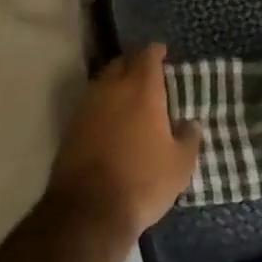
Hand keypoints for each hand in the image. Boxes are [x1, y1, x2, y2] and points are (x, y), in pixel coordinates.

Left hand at [46, 44, 200, 236]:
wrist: (89, 209)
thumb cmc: (143, 181)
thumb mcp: (180, 164)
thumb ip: (188, 138)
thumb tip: (190, 123)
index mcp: (141, 90)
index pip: (147, 56)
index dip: (156, 52)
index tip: (163, 53)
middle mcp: (111, 89)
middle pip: (121, 63)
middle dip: (134, 63)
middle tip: (148, 74)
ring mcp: (86, 107)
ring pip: (102, 83)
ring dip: (116, 84)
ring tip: (130, 97)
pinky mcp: (70, 127)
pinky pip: (91, 104)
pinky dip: (103, 105)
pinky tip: (112, 120)